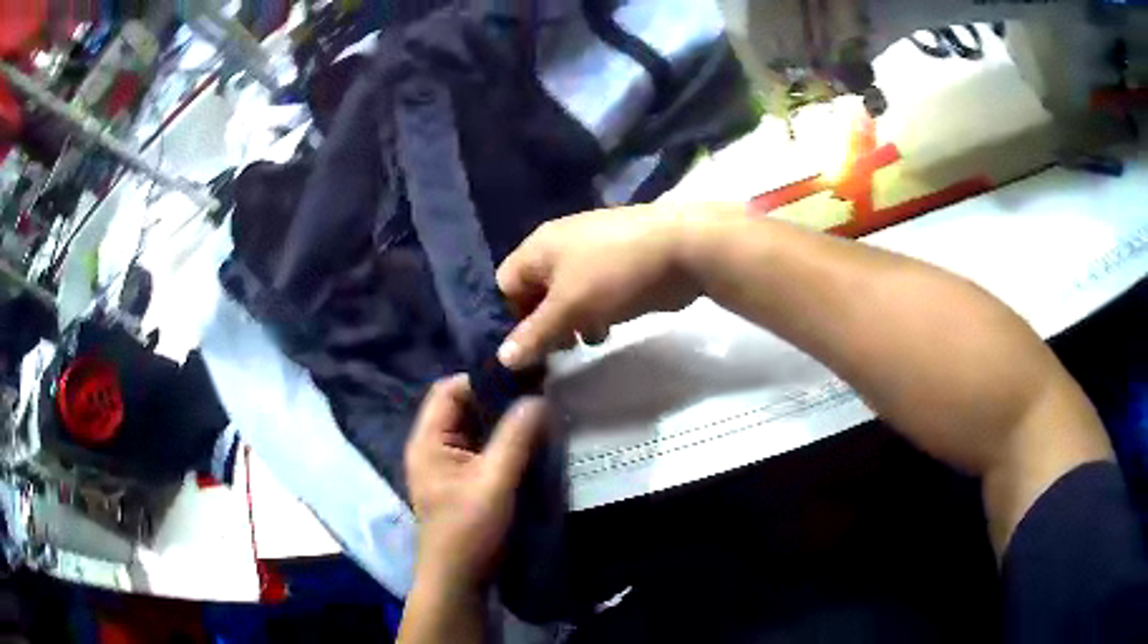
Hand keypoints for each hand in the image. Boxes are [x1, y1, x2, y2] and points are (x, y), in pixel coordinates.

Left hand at [404, 375, 546, 590]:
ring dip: (504, 420)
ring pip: (477, 428)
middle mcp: (434, 446)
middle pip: (463, 407)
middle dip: (499, 399)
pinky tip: (532, 438)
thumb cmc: (468, 530)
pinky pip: (484, 448)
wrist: (458, 579)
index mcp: (428, 440)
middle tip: (538, 390)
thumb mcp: (493, 482)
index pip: (449, 390)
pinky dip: (505, 441)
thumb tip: (537, 397)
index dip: (482, 378)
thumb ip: (515, 438)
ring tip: (540, 410)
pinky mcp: (464, 480)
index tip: (521, 375)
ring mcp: (449, 464)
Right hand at [496, 205, 701, 368]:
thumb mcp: (570, 307)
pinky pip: (591, 294)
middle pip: (535, 291)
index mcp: (539, 247)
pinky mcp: (617, 267)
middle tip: (555, 352)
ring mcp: (590, 255)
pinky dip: (592, 314)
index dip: (510, 316)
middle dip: (542, 324)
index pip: (505, 284)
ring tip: (582, 344)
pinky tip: (605, 332)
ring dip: (568, 323)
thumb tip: (502, 359)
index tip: (527, 348)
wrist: (684, 249)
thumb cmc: (616, 273)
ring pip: (565, 296)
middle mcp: (559, 247)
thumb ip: (535, 334)